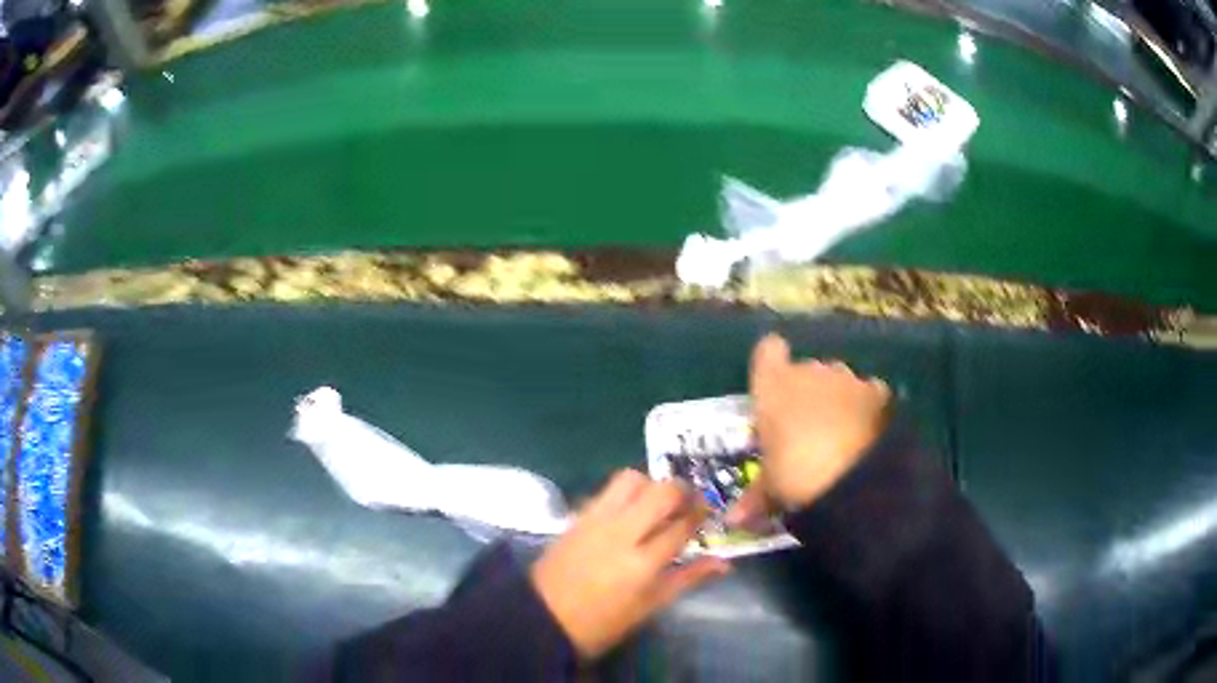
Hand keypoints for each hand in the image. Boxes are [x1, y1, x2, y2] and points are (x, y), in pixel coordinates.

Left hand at [531, 470, 729, 658]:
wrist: (542, 617)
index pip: (681, 525)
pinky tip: (630, 511)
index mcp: (642, 563)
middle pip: (660, 491)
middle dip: (682, 490)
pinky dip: (626, 493)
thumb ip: (687, 579)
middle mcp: (621, 532)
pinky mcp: (577, 515)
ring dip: (651, 484)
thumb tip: (724, 563)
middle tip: (689, 502)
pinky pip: (607, 490)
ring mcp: (595, 520)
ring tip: (657, 504)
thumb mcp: (649, 607)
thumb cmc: (602, 623)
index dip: (700, 514)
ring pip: (631, 479)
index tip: (709, 512)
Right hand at [727, 333, 890, 525]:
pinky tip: (866, 436)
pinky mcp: (877, 392)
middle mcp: (809, 372)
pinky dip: (866, 408)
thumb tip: (730, 521)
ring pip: (837, 380)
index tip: (772, 387)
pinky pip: (866, 392)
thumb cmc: (796, 476)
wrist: (856, 478)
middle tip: (803, 430)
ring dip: (835, 398)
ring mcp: (847, 378)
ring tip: (837, 436)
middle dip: (805, 392)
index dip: (771, 364)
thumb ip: (753, 499)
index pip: (768, 351)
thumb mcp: (771, 491)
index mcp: (774, 387)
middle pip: (804, 370)